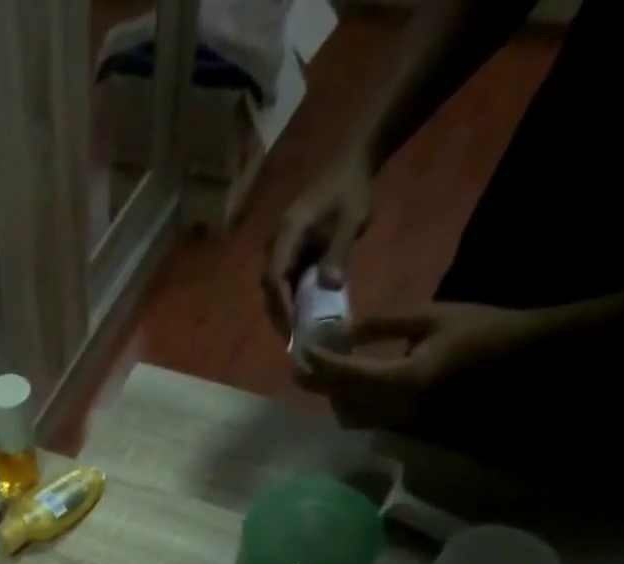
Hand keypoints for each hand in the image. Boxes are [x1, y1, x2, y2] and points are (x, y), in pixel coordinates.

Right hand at [263, 152, 374, 332]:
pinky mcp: (290, 253)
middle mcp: (277, 244)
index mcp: (287, 234)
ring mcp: (282, 249)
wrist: (352, 163)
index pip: (276, 277)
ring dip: (284, 311)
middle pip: (271, 287)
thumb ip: (339, 252)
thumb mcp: (352, 220)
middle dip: (281, 314)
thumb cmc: (352, 189)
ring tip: (297, 333)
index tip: (293, 327)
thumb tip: (329, 286)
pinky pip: (285, 282)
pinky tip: (302, 316)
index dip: (283, 305)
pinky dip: (291, 300)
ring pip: (275, 288)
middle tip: (294, 340)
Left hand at [296, 301, 541, 432]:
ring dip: (334, 398)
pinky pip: (369, 421)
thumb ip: (384, 325)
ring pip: (352, 417)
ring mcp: (402, 424)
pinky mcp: (409, 429)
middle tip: (301, 368)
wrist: (523, 361)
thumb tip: (345, 331)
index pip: (345, 375)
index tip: (300, 352)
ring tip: (324, 376)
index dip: (319, 364)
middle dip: (319, 385)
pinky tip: (351, 387)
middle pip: (341, 402)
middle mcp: (395, 410)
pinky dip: (353, 405)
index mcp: (401, 380)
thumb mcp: (431, 318)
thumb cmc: (481, 331)